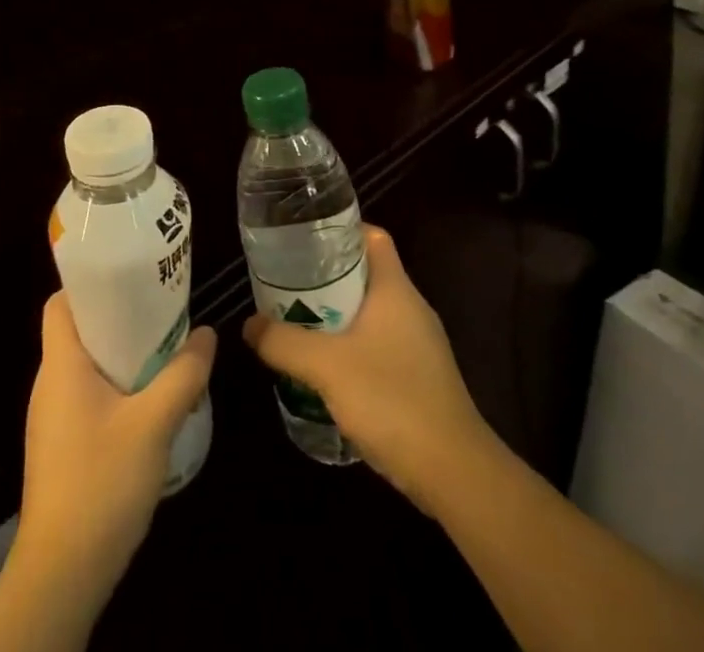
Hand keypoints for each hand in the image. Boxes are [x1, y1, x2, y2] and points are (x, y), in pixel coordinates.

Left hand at [13, 293, 215, 607]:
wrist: (62, 574)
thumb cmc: (101, 482)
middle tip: (161, 311)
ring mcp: (53, 419)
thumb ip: (183, 374)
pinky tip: (150, 403)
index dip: (90, 284)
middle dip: (120, 317)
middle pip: (79, 331)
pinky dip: (117, 388)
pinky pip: (89, 397)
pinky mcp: (61, 447)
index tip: (129, 277)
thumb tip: (207, 334)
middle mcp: (50, 384)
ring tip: (164, 351)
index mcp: (61, 365)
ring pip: (87, 367)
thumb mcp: (154, 423)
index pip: (60, 302)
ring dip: (122, 356)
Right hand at [243, 225, 494, 513]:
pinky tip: (327, 367)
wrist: (454, 473)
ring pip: (371, 312)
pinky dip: (352, 345)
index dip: (341, 230)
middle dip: (328, 276)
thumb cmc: (392, 399)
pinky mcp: (420, 377)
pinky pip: (379, 344)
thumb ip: (284, 342)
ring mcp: (419, 344)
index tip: (305, 238)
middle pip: (367, 274)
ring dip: (337, 314)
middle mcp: (411, 308)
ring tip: (298, 321)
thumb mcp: (327, 367)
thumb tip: (249, 325)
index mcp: (396, 289)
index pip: (373, 237)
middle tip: (289, 282)